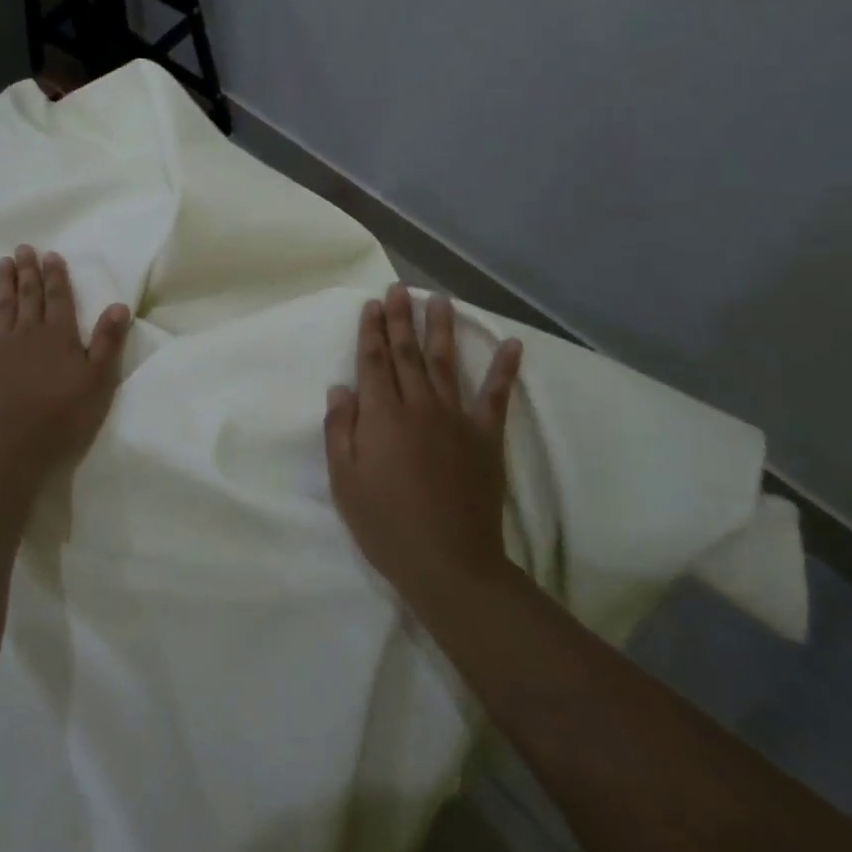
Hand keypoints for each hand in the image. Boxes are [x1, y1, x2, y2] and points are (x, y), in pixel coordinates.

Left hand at [0, 246, 131, 480]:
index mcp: (60, 335)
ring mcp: (0, 345)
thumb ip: (107, 341)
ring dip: (4, 283)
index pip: (59, 298)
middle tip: (23, 248)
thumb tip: (118, 305)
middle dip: (28, 271)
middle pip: (30, 296)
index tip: (50, 255)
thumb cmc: (64, 414)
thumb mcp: (98, 380)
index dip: (56, 275)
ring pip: (3, 306)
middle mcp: (30, 332)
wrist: (13, 442)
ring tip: (3, 262)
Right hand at [323, 284, 522, 608]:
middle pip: (407, 353)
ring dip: (441, 329)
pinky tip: (511, 344)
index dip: (371, 331)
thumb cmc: (385, 523)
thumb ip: (340, 430)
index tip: (371, 305)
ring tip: (440, 299)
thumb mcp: (344, 480)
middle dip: (401, 318)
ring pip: (445, 363)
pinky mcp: (485, 437)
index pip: (374, 361)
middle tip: (398, 289)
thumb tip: (341, 388)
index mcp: (382, 414)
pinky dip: (504, 369)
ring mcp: (456, 418)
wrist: (448, 562)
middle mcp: (419, 405)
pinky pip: (496, 396)